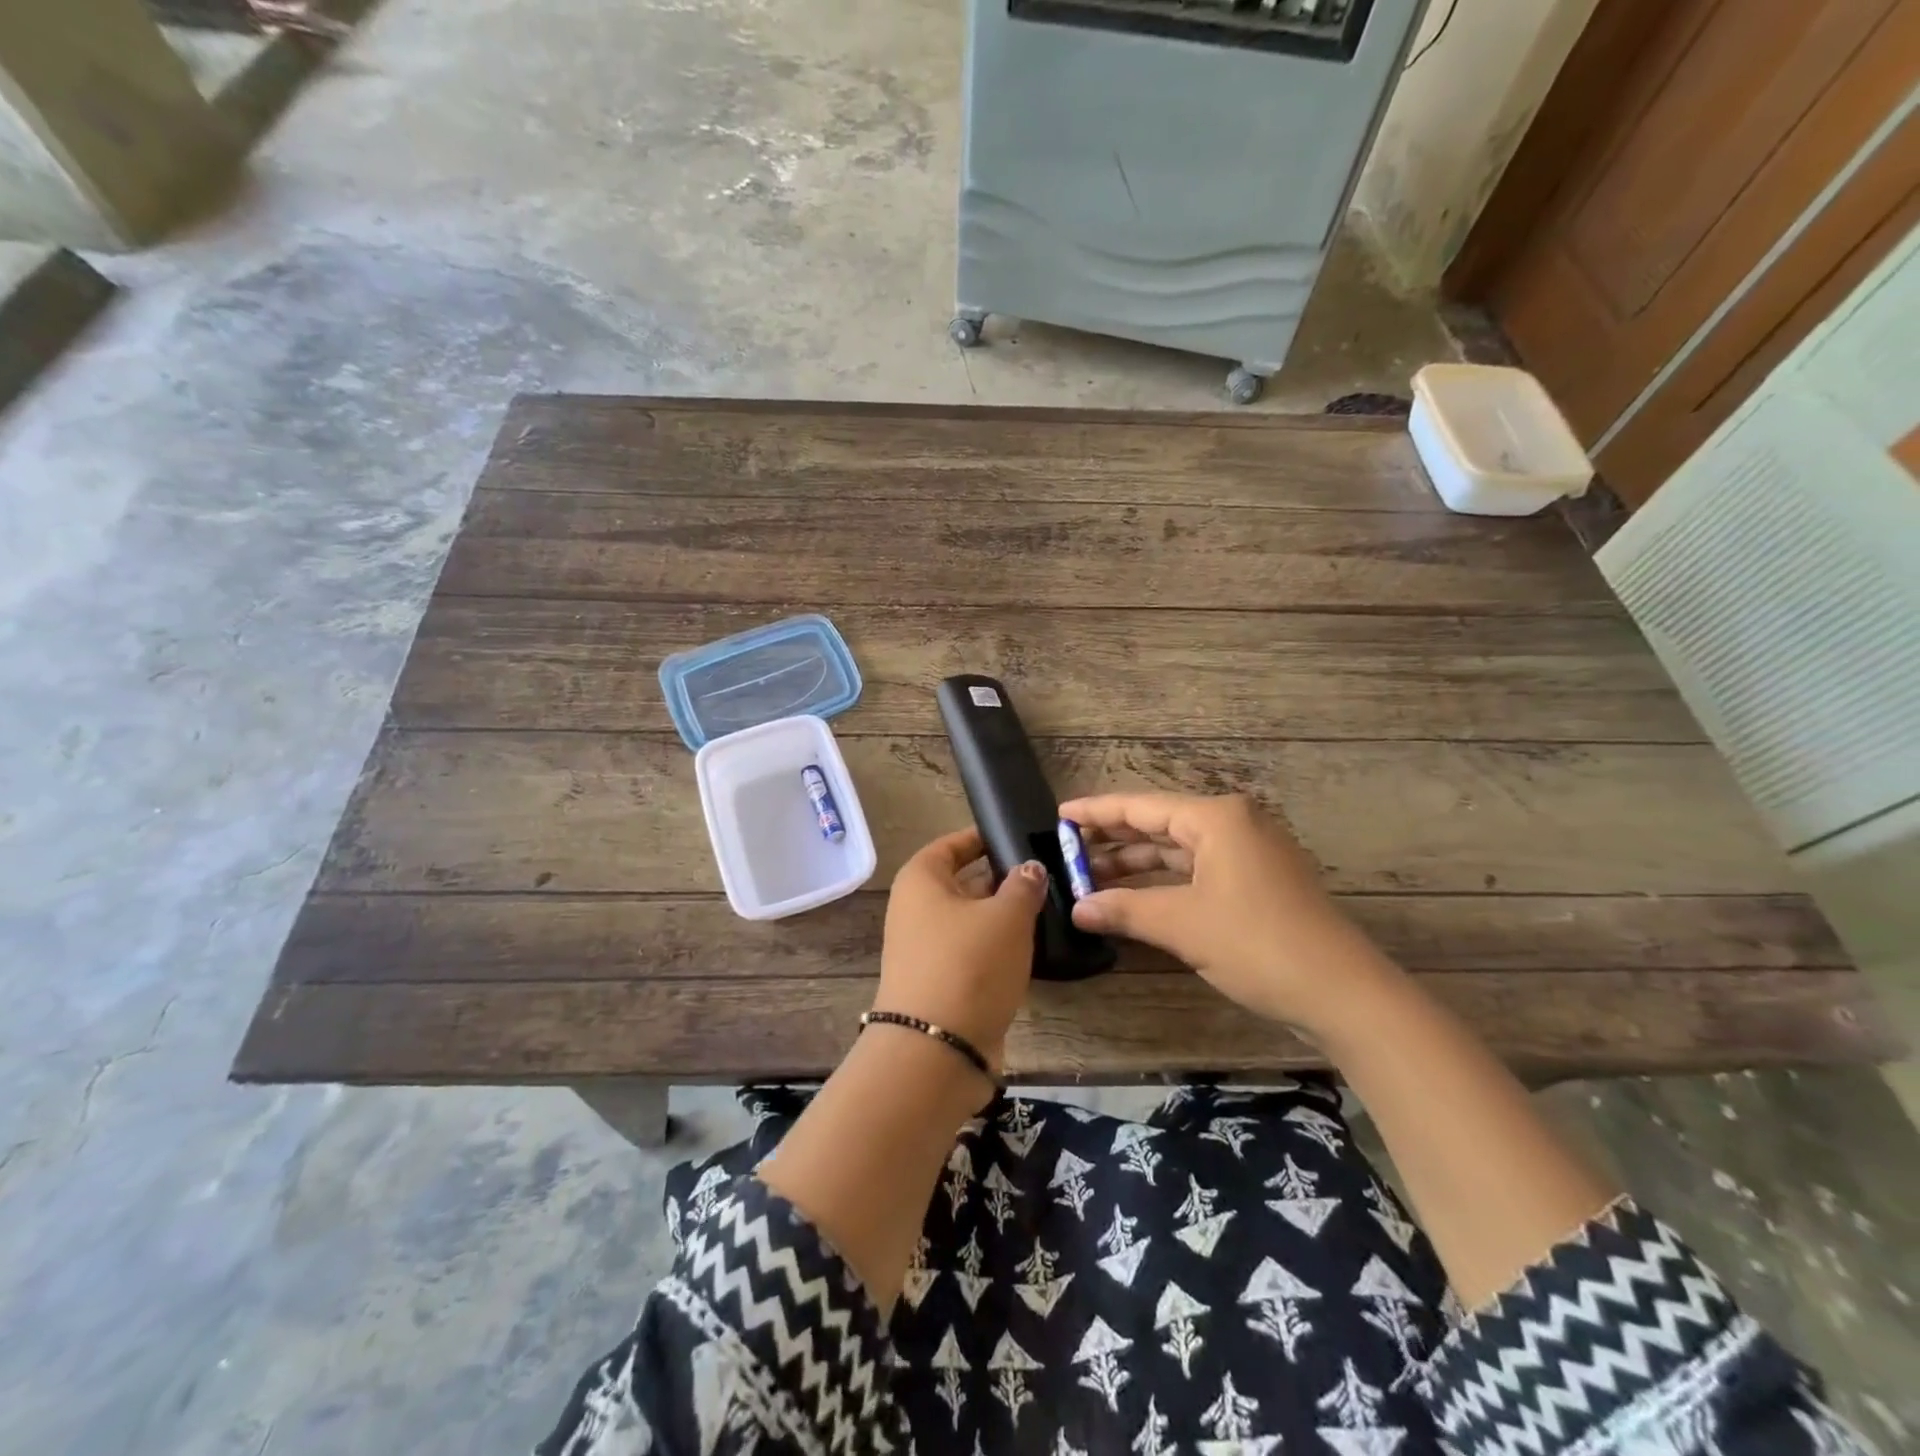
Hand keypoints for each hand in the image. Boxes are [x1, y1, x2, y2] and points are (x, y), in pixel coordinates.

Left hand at [876, 828, 1047, 1066]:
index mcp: (921, 879)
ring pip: (971, 919)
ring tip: (1049, 907)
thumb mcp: (1006, 916)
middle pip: (963, 881)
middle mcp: (916, 909)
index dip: (985, 837)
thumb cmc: (968, 964)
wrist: (936, 1050)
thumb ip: (1023, 885)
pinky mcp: (940, 981)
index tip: (1020, 834)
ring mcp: (925, 948)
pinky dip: (998, 947)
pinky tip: (1032, 948)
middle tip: (1047, 874)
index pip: (953, 844)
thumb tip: (1030, 867)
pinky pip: (972, 951)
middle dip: (1003, 878)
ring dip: (1004, 916)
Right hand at [1058, 792, 1398, 1036]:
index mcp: (1217, 818)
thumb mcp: (1182, 924)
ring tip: (1093, 878)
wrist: (1343, 992)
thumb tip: (1078, 909)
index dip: (1097, 811)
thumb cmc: (1257, 943)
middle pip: (1160, 825)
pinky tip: (1136, 897)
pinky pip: (1199, 870)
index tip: (1060, 815)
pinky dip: (1165, 882)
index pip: (1142, 807)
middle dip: (1114, 841)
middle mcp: (1235, 825)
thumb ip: (1124, 909)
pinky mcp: (1259, 882)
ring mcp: (1251, 854)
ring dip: (1138, 864)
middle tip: (1069, 852)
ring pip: (1179, 850)